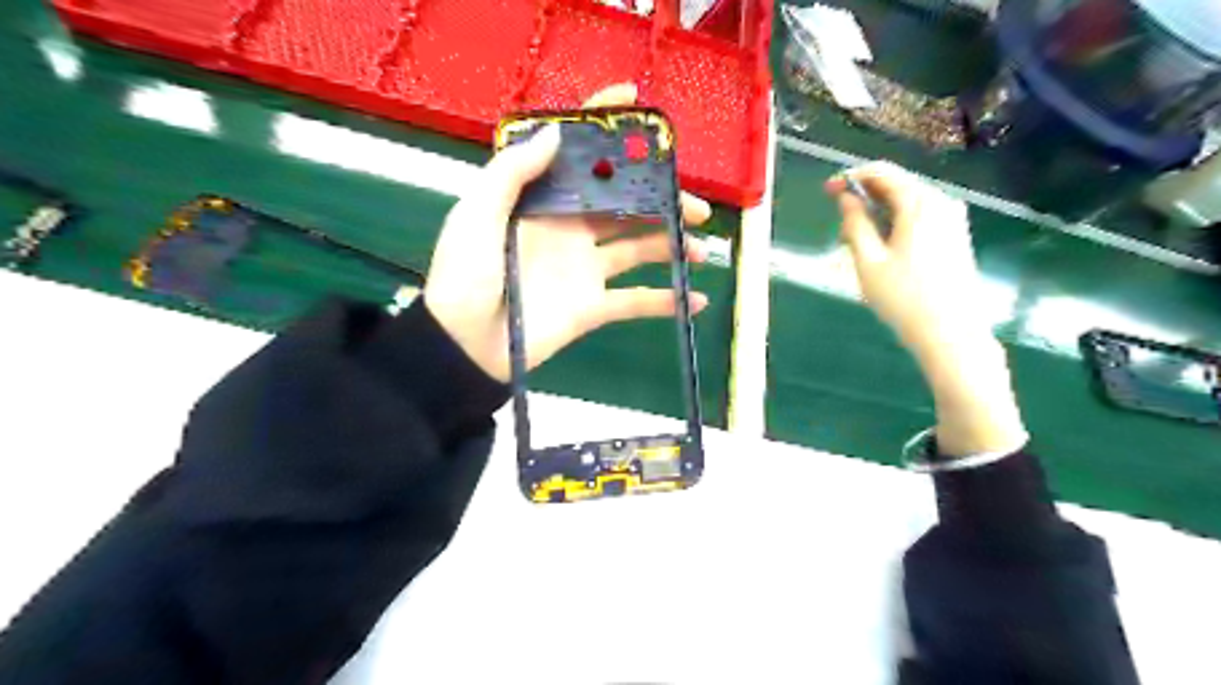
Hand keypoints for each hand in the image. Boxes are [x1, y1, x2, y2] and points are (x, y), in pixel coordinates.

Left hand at [426, 83, 710, 381]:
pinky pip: (636, 301)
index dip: (605, 128)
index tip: (638, 104)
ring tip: (702, 249)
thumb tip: (555, 134)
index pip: (579, 158)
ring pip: (639, 248)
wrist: (465, 344)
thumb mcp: (476, 214)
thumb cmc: (465, 274)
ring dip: (673, 246)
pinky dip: (666, 301)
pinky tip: (695, 299)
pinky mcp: (594, 307)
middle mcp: (571, 229)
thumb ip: (512, 172)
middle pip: (626, 205)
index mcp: (544, 202)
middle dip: (663, 201)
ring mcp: (585, 269)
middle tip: (697, 207)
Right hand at [825, 160, 1023, 458]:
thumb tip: (846, 198)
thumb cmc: (904, 298)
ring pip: (908, 201)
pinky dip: (897, 221)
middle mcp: (941, 203)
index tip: (828, 190)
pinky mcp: (956, 236)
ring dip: (880, 210)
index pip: (883, 173)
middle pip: (898, 184)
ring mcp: (953, 220)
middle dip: (865, 195)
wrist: (951, 334)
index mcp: (920, 204)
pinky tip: (883, 246)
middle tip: (839, 220)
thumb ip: (855, 224)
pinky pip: (920, 216)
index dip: (852, 176)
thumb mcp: (868, 261)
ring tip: (857, 239)